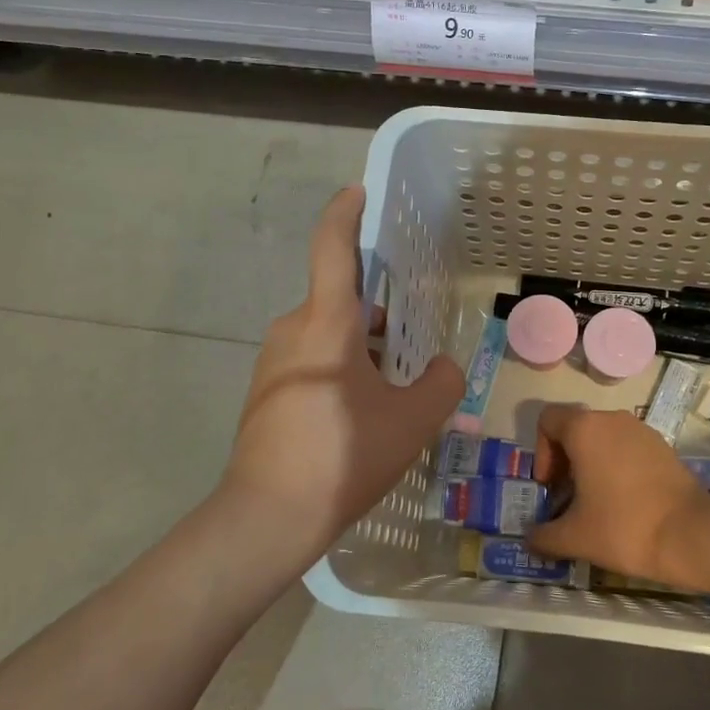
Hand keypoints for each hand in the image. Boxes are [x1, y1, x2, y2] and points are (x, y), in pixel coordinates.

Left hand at [220, 186, 463, 561]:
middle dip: (378, 313)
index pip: (332, 249)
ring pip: (327, 335)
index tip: (358, 192)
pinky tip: (362, 413)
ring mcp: (273, 363)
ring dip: (361, 347)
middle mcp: (293, 330)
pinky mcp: (266, 392)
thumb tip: (443, 368)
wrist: (267, 517)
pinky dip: (341, 369)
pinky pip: (312, 361)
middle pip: (341, 300)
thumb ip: (440, 384)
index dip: (345, 214)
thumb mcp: (411, 421)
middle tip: (414, 341)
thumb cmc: (343, 456)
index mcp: (325, 322)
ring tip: (396, 387)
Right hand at [525, 405, 709, 582]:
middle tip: (569, 499)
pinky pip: (627, 447)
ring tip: (597, 504)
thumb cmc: (623, 527)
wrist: (691, 536)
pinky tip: (625, 502)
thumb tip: (530, 539)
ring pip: (603, 438)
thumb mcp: (574, 537)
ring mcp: (641, 430)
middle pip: (575, 428)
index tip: (552, 486)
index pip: (548, 420)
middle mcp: (612, 419)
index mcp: (584, 429)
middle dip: (565, 461)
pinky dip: (617, 467)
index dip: (541, 452)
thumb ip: (543, 536)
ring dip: (591, 464)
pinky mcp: (663, 446)